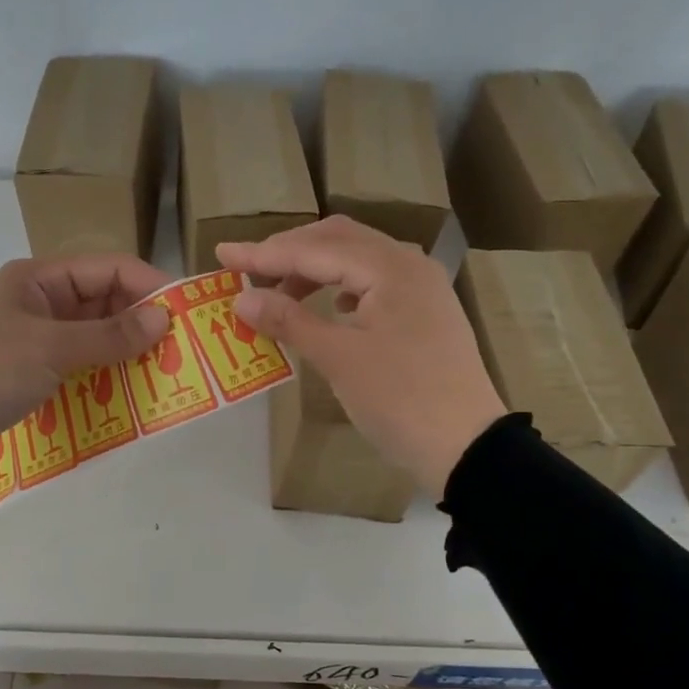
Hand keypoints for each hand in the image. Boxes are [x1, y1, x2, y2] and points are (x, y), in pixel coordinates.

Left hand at [0, 255, 172, 481]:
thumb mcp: (48, 349)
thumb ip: (109, 335)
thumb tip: (164, 318)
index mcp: (39, 278)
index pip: (109, 269)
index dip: (150, 287)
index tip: (188, 316)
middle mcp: (39, 303)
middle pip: (105, 303)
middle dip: (143, 324)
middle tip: (183, 352)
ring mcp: (34, 341)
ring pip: (94, 338)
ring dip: (126, 354)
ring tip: (166, 375)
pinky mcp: (30, 377)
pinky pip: (79, 368)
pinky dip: (103, 377)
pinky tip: (130, 395)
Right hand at [218, 218, 505, 496]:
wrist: (467, 447)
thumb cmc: (401, 400)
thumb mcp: (339, 359)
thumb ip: (289, 321)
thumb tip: (242, 299)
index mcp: (390, 268)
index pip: (315, 249)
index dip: (264, 253)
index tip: (222, 253)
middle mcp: (409, 265)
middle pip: (339, 240)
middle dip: (290, 252)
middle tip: (248, 269)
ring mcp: (421, 288)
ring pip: (358, 260)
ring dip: (315, 269)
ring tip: (281, 295)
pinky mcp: (425, 312)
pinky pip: (374, 283)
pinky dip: (342, 287)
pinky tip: (329, 307)